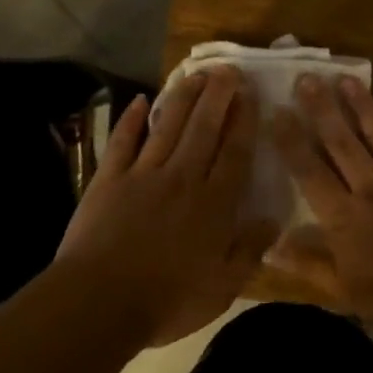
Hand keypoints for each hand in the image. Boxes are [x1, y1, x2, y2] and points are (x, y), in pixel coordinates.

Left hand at [56, 67, 276, 345]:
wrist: (99, 303)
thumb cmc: (167, 300)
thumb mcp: (222, 287)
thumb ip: (249, 250)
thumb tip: (273, 218)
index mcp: (213, 204)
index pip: (234, 152)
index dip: (244, 121)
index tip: (250, 94)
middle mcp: (183, 178)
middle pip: (204, 128)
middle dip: (218, 96)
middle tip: (228, 69)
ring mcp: (143, 175)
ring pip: (167, 126)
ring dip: (183, 97)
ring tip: (197, 73)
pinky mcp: (109, 180)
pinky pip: (123, 142)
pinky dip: (130, 120)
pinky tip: (139, 100)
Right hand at [271, 75, 372, 333]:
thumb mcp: (345, 293)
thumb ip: (309, 265)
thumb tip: (270, 247)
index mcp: (344, 216)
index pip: (310, 172)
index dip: (291, 142)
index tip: (277, 112)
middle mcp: (372, 187)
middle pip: (342, 142)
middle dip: (322, 109)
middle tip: (307, 78)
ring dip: (364, 106)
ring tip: (347, 79)